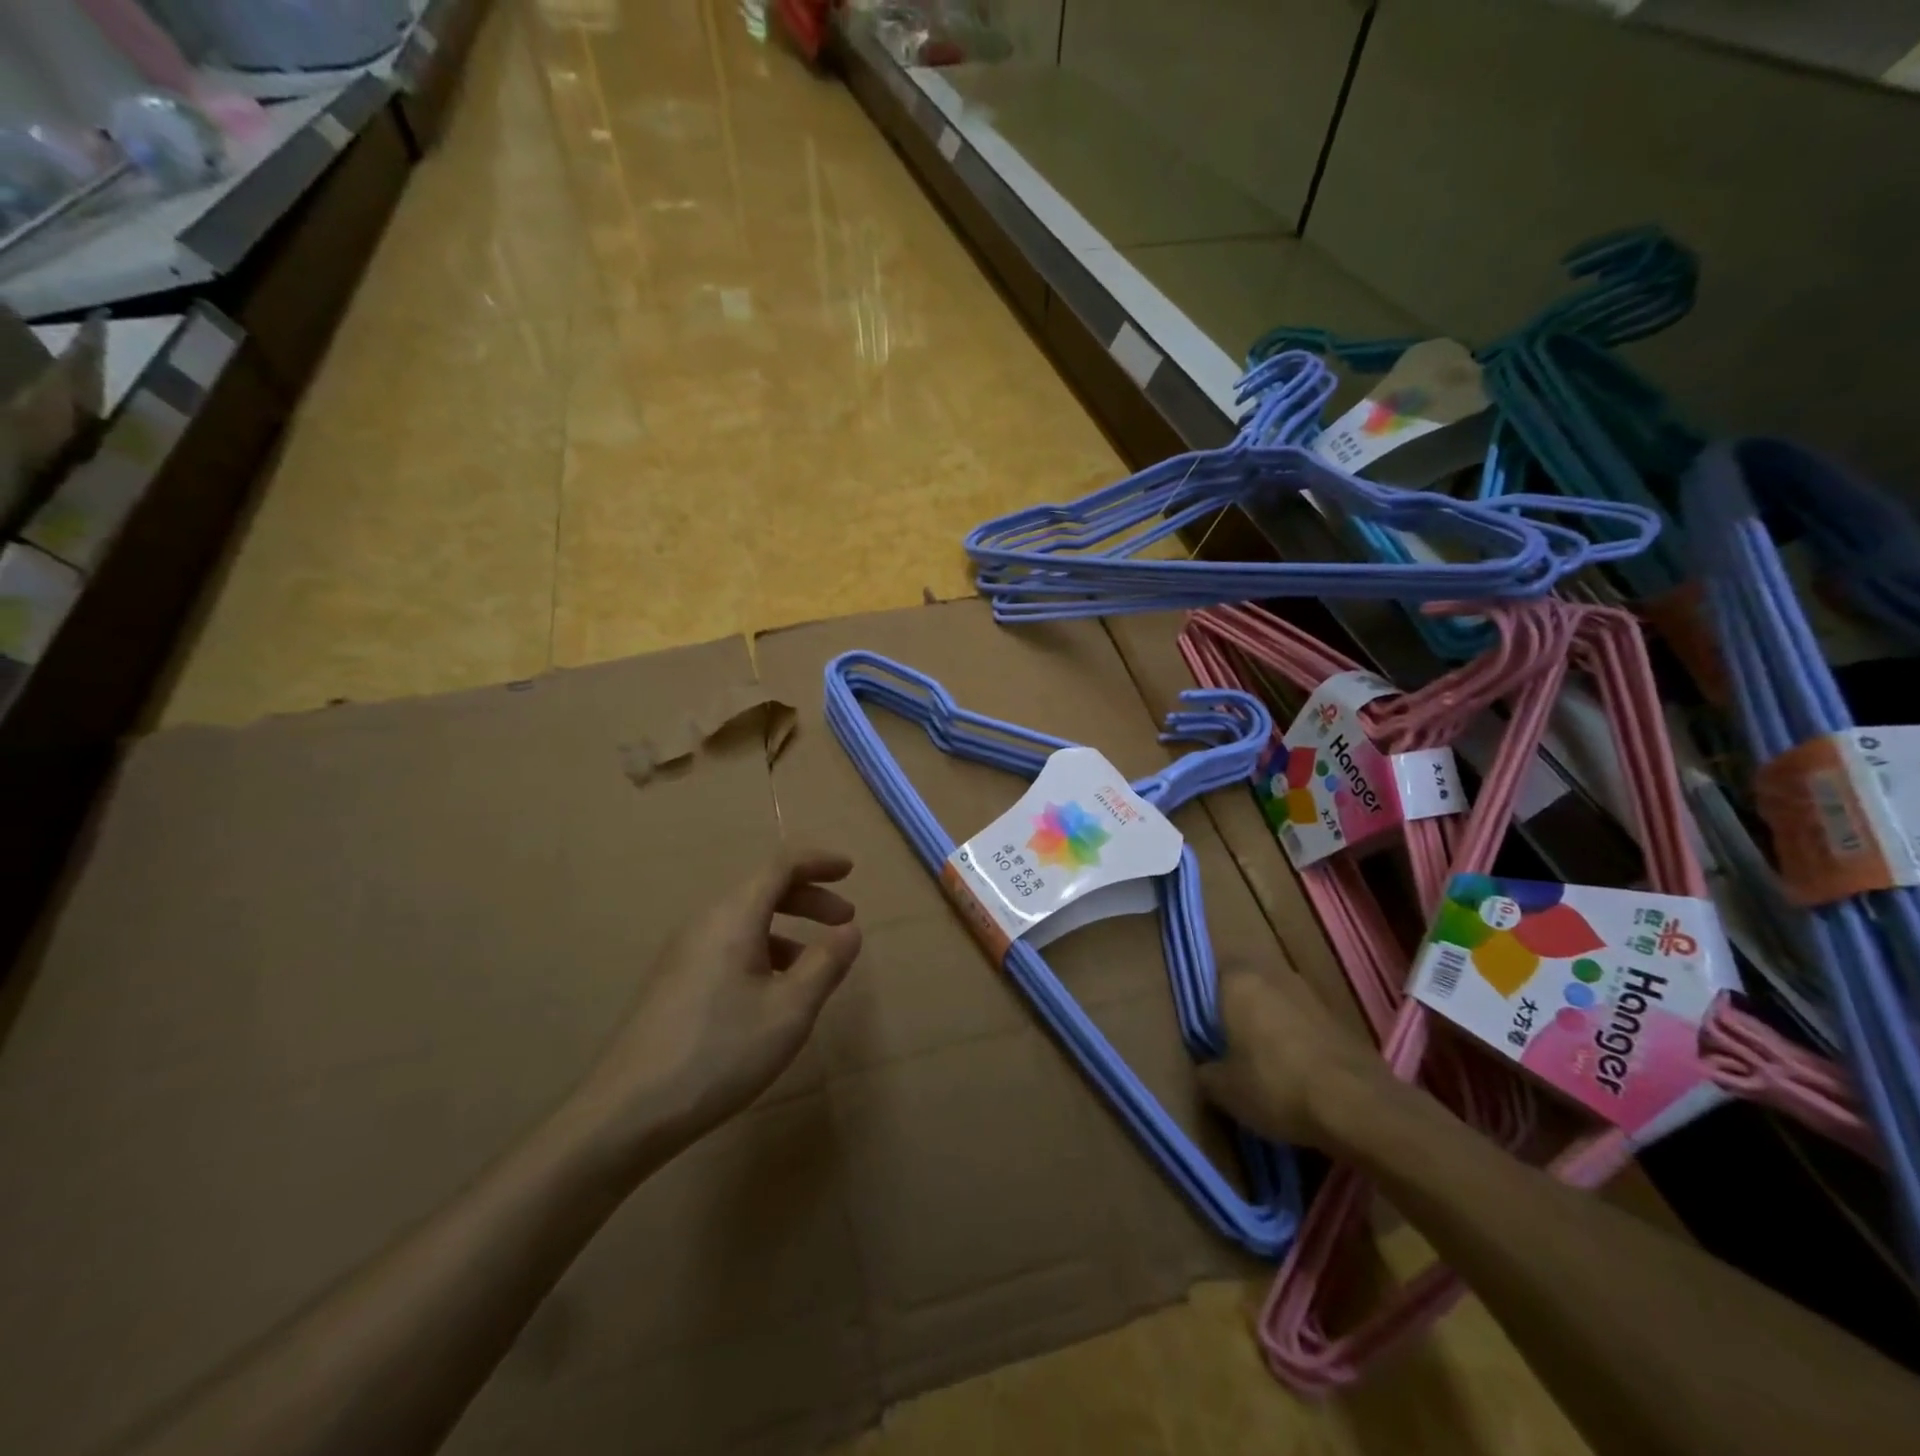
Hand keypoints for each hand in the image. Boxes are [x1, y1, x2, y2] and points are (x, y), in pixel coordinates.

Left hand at [574, 849, 862, 1159]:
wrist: (627, 1111)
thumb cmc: (720, 1052)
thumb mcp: (789, 1010)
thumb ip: (825, 964)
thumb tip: (850, 931)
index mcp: (733, 916)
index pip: (781, 865)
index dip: (818, 861)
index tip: (850, 870)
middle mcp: (705, 922)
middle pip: (763, 889)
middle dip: (809, 898)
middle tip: (845, 920)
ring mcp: (684, 952)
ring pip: (745, 920)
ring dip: (787, 928)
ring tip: (815, 965)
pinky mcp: (674, 981)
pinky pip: (728, 945)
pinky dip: (762, 950)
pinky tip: (772, 993)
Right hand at [1197, 966, 1391, 1150]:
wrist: (1358, 1106)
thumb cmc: (1275, 1085)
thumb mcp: (1223, 1089)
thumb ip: (1206, 1071)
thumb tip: (1207, 1068)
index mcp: (1237, 980)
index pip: (1212, 974)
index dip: (1208, 1002)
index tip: (1207, 1031)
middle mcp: (1273, 974)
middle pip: (1248, 987)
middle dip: (1241, 1011)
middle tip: (1232, 1046)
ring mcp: (1310, 993)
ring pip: (1279, 1004)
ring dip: (1272, 1025)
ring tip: (1266, 1063)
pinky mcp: (1340, 1018)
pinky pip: (1305, 1023)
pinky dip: (1299, 1041)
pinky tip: (1299, 1073)